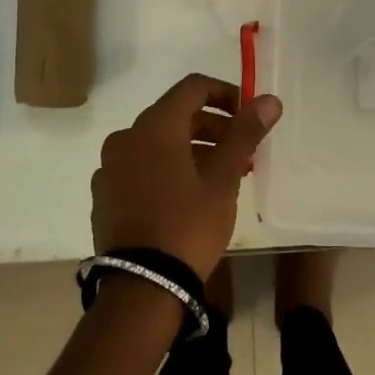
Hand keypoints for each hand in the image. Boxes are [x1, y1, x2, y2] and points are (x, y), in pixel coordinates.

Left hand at [90, 73, 282, 280]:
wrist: (141, 287)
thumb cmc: (188, 225)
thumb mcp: (223, 180)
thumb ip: (244, 134)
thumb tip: (269, 100)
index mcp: (155, 127)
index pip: (193, 87)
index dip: (225, 94)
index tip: (248, 117)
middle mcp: (126, 137)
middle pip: (175, 115)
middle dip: (212, 127)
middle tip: (241, 153)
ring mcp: (110, 167)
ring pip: (157, 143)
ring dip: (191, 149)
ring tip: (220, 177)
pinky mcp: (104, 194)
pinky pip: (140, 166)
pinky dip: (166, 168)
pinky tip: (186, 196)